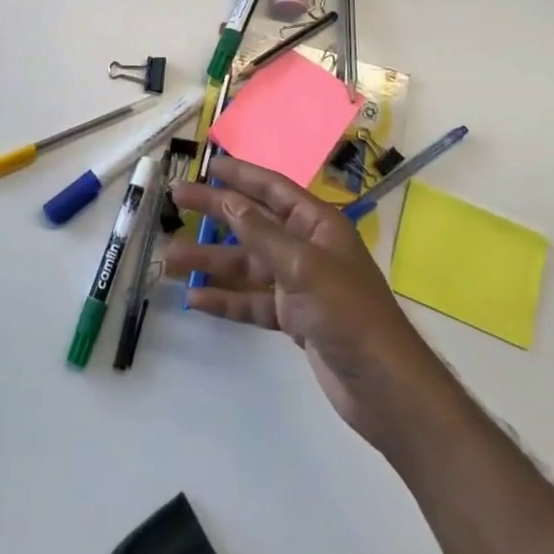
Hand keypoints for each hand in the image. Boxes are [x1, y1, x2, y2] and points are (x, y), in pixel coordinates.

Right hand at [165, 155, 446, 448]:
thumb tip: (228, 199)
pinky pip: (251, 301)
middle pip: (251, 222)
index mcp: (316, 224)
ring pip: (245, 264)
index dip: (240, 174)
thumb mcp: (304, 266)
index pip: (272, 188)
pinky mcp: (292, 318)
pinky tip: (195, 299)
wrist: (385, 388)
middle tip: (175, 200)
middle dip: (214, 212)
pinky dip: (225, 299)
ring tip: (168, 259)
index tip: (207, 164)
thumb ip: (262, 233)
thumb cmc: (349, 313)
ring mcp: (297, 284)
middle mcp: (305, 247)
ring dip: (210, 261)